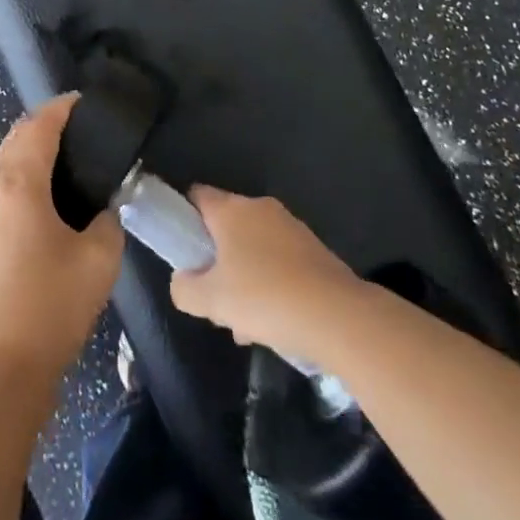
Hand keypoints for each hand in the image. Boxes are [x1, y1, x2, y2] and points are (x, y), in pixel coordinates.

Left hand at [0, 95, 124, 396]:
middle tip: (75, 131)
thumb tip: (101, 207)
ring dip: (25, 157)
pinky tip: (34, 208)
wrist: (0, 370)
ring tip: (58, 167)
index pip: (38, 126)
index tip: (82, 103)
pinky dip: (13, 186)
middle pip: (14, 141)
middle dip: (42, 127)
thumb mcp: (99, 259)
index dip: (61, 108)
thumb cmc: (52, 306)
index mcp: (17, 184)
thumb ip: (107, 220)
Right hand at [169, 187, 364, 357]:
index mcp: (231, 210)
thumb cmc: (264, 298)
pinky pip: (280, 261)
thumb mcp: (210, 301)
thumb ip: (184, 288)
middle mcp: (260, 208)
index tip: (182, 248)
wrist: (338, 316)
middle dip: (217, 258)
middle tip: (212, 294)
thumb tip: (182, 281)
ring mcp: (291, 227)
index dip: (184, 216)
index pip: (197, 195)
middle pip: (226, 225)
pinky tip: (274, 323)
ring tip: (244, 323)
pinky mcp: (314, 249)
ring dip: (244, 277)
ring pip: (254, 247)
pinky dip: (271, 283)